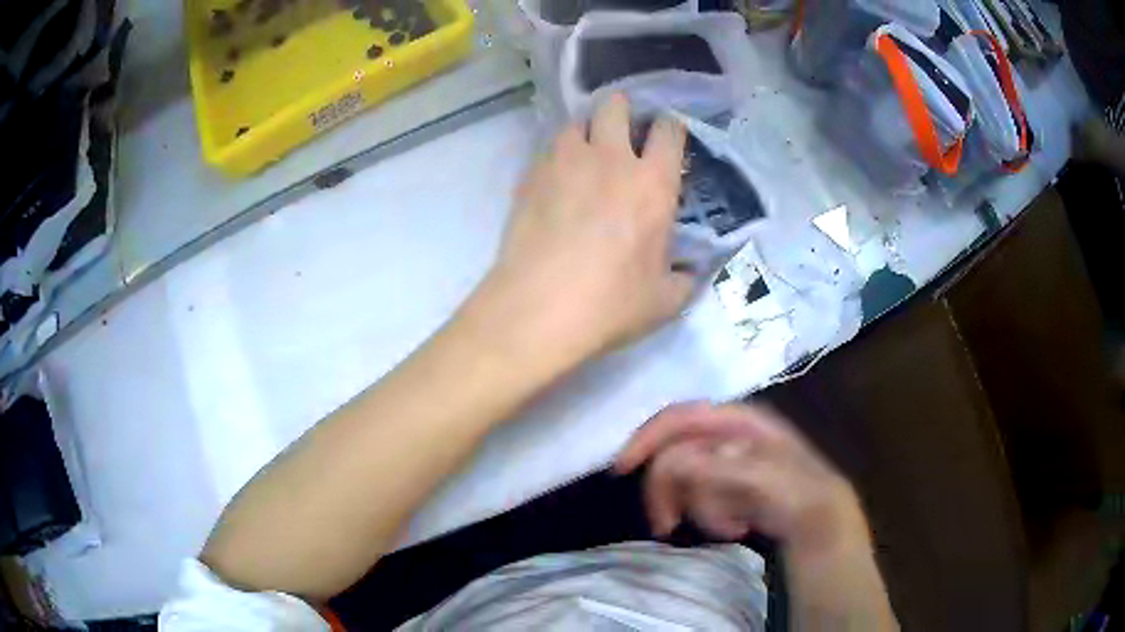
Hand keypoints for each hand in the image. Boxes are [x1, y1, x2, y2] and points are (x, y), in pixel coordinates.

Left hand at [483, 94, 692, 363]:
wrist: (539, 309)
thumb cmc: (611, 304)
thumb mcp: (665, 301)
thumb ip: (684, 279)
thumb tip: (687, 272)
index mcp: (653, 183)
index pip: (669, 131)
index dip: (671, 128)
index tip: (667, 137)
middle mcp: (610, 159)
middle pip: (615, 106)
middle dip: (622, 111)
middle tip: (623, 133)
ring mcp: (564, 163)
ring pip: (576, 122)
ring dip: (586, 131)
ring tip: (586, 153)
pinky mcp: (530, 177)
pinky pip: (547, 150)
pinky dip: (556, 157)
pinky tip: (556, 181)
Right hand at [615, 402, 869, 558]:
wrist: (821, 520)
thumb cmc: (797, 494)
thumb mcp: (763, 479)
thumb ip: (718, 466)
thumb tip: (673, 461)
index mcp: (737, 420)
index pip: (680, 417)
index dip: (647, 438)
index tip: (623, 470)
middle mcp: (728, 434)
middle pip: (674, 453)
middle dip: (668, 491)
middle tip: (667, 526)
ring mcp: (728, 461)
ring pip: (685, 482)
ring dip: (699, 510)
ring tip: (731, 526)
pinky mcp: (728, 485)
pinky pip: (699, 499)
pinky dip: (709, 517)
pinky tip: (736, 525)